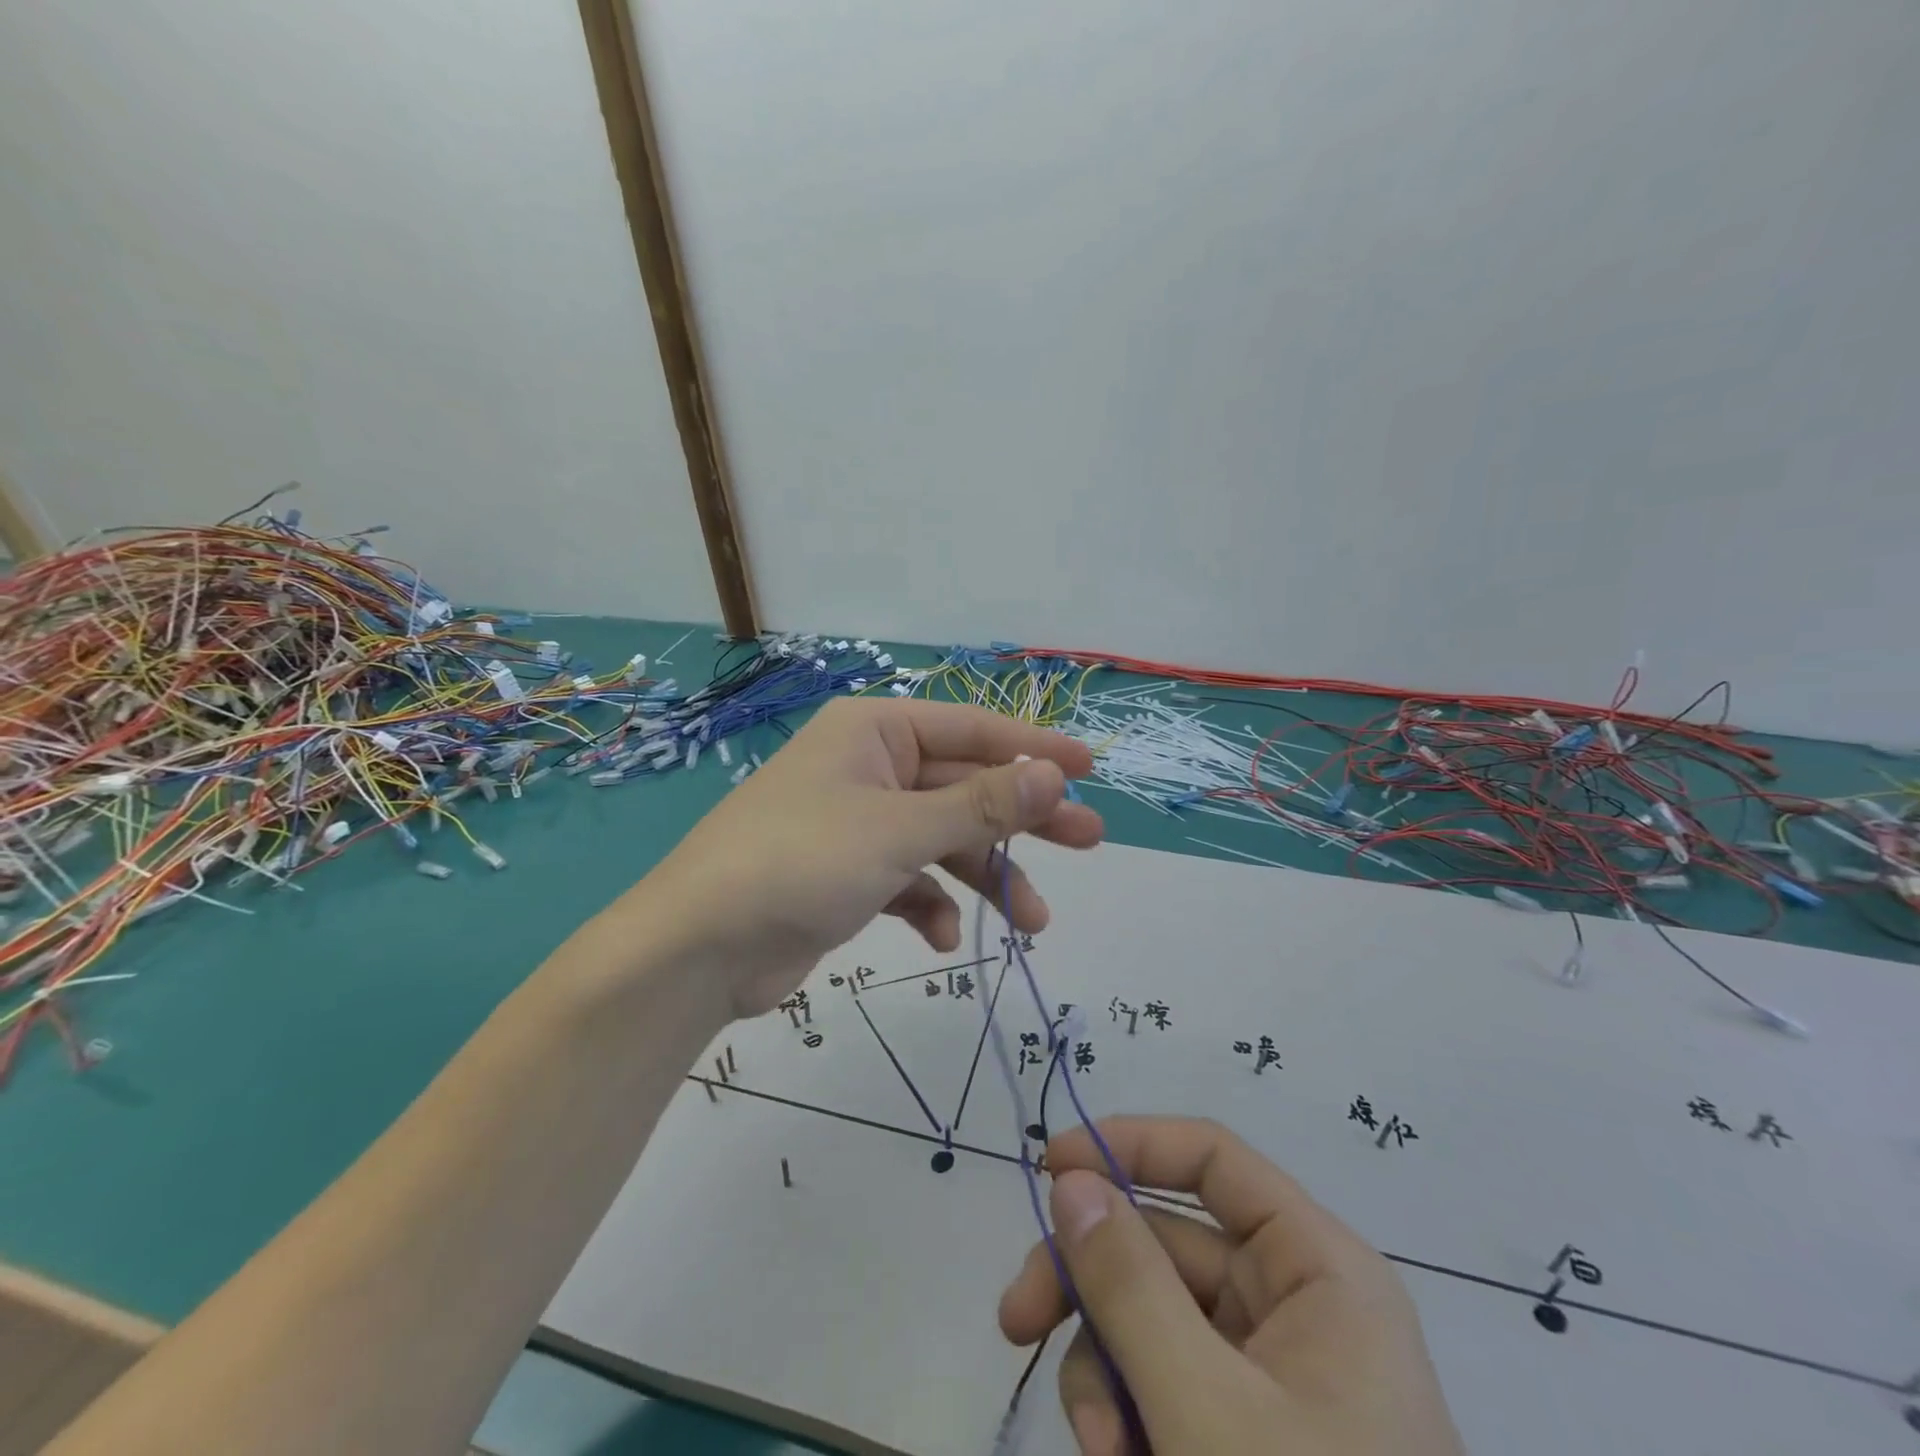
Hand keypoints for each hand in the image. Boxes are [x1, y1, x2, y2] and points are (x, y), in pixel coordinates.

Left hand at [635, 697, 1102, 1017]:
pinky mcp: (849, 875)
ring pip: (943, 839)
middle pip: (964, 785)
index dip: (1034, 749)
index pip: (972, 730)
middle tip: (1088, 839)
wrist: (697, 949)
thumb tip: (1055, 776)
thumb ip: (980, 805)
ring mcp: (859, 823)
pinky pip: (910, 879)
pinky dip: (933, 905)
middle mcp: (869, 767)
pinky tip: (945, 937)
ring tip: (1034, 922)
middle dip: (1023, 818)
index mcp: (874, 732)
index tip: (1091, 767)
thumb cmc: (801, 863)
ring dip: (987, 876)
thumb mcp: (899, 830)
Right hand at [999, 1117, 1464, 1455]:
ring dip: (1103, 1370)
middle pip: (1164, 1242)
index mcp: (1318, 1270)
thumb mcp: (1206, 1414)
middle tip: (1016, 1320)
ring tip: (1097, 1448)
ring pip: (1152, 1316)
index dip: (1128, 1145)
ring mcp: (1271, 1374)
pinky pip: (1164, 1383)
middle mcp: (1296, 1304)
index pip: (1211, 1157)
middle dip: (1088, 1282)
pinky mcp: (1246, 1432)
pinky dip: (1127, 1416)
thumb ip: (1130, 1287)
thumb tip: (1070, 1181)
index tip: (1050, 1168)